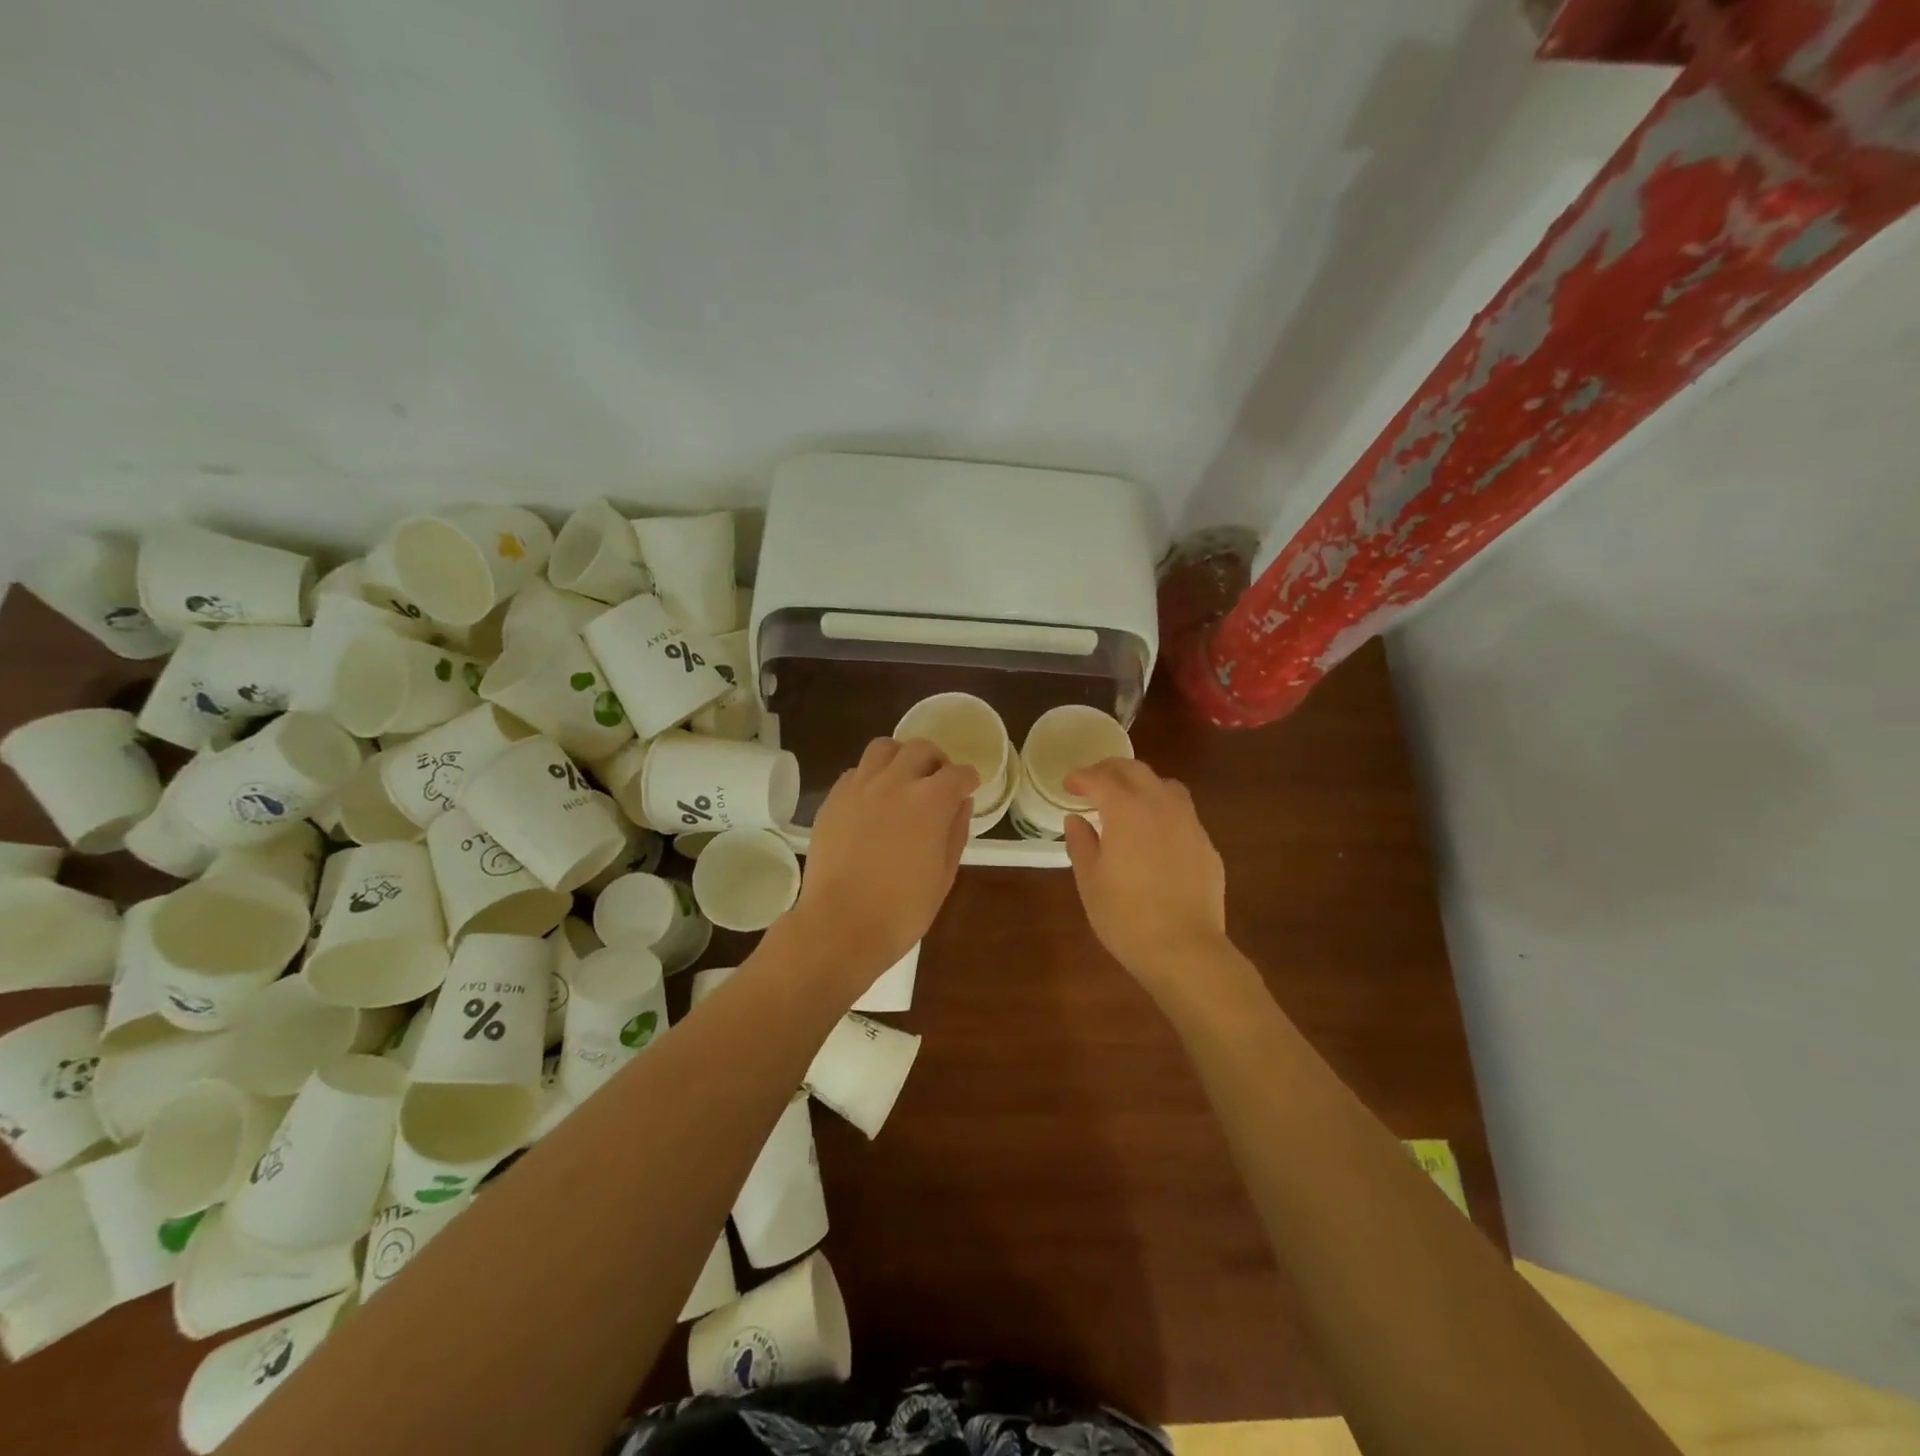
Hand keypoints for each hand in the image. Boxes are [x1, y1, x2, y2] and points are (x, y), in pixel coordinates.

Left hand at [795, 738, 976, 976]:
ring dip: (901, 757)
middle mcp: (895, 782)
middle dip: (937, 761)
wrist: (841, 924)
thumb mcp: (944, 875)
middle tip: (938, 781)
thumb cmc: (902, 909)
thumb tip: (961, 803)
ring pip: (884, 748)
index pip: (958, 773)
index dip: (968, 779)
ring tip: (903, 778)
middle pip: (921, 749)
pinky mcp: (833, 799)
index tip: (969, 788)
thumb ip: (955, 831)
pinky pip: (856, 771)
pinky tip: (873, 799)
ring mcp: (860, 787)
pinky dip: (870, 776)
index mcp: (930, 800)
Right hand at [1063, 760, 1227, 990]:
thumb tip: (1076, 820)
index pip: (1100, 779)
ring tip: (1128, 800)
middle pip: (1135, 770)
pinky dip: (1164, 812)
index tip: (1068, 784)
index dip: (1081, 778)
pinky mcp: (1207, 846)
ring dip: (1143, 784)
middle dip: (1110, 769)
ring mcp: (1190, 824)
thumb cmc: (1126, 916)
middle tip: (1093, 780)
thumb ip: (1081, 843)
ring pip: (1166, 786)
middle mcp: (1161, 806)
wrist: (1185, 949)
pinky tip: (1156, 836)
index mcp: (1126, 810)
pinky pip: (1183, 815)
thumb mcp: (1090, 881)